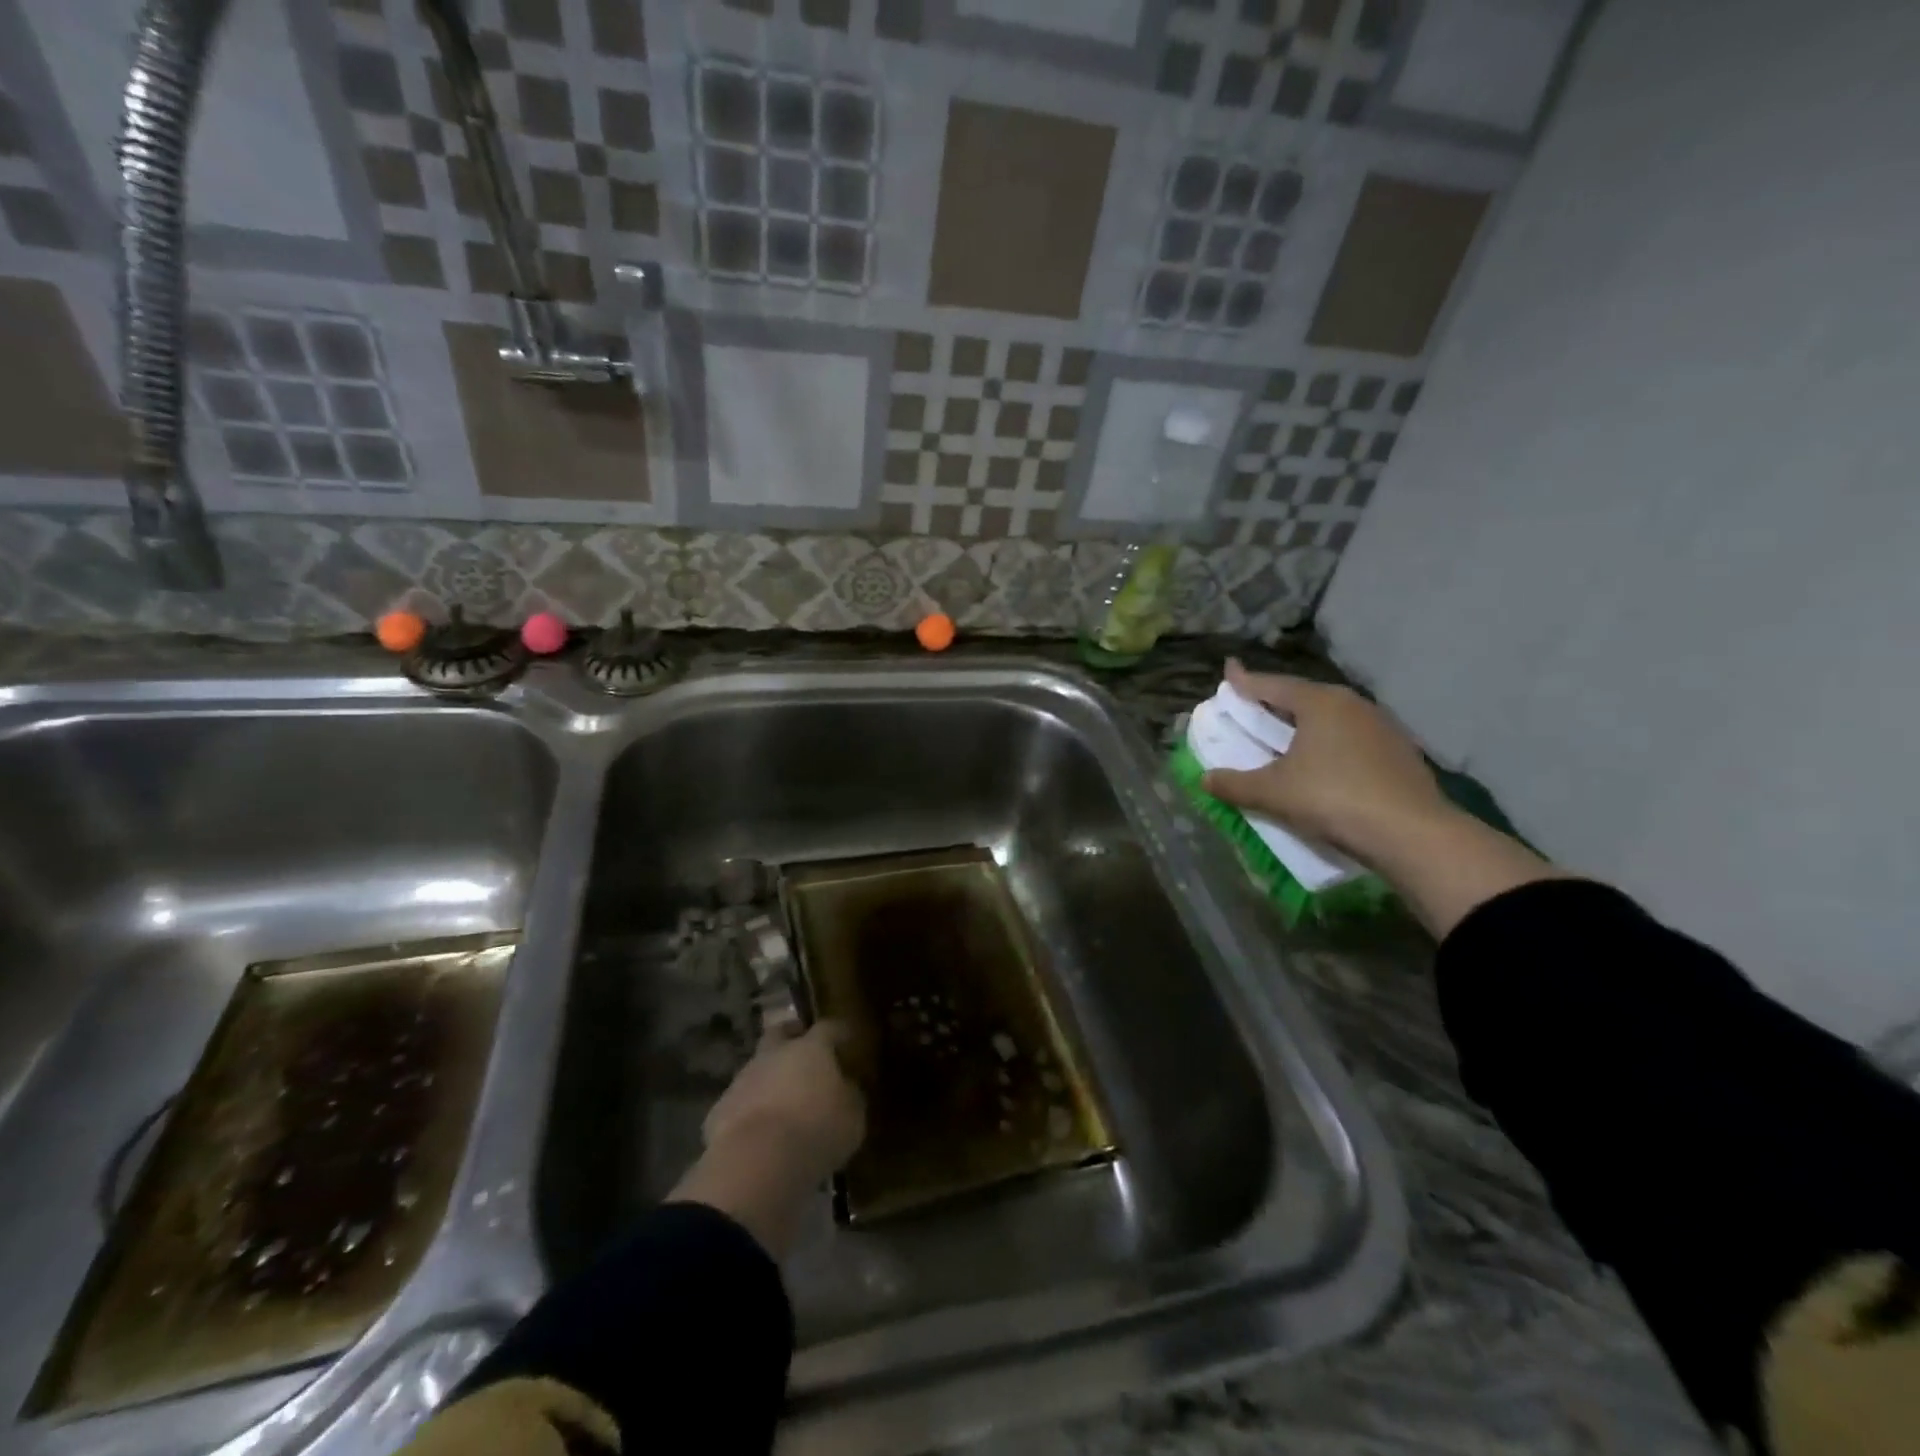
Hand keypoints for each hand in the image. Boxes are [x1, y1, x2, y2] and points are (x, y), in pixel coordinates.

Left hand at [703, 1020, 865, 1184]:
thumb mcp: (852, 1117)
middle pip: (781, 1032)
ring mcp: (743, 1079)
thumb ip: (850, 1096)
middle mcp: (774, 1054)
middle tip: (805, 1053)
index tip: (847, 1039)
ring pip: (758, 1068)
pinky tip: (759, 1132)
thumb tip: (847, 1088)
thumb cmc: (816, 1132)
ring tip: (783, 1102)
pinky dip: (750, 1110)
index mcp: (810, 1048)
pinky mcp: (720, 1110)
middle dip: (791, 1038)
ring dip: (769, 1078)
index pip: (828, 1028)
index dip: (839, 1033)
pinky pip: (740, 1103)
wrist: (755, 1163)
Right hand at [1202, 659, 1452, 863]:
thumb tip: (1205, 779)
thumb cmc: (1334, 798)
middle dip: (1275, 702)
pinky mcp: (1399, 751)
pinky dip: (1329, 744)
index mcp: (1320, 702)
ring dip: (1305, 724)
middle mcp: (1352, 704)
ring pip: (1331, 717)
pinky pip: (1351, 738)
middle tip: (1253, 708)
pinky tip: (1324, 764)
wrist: (1412, 833)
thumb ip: (1235, 784)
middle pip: (1303, 697)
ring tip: (1286, 738)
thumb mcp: (1274, 793)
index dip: (1245, 681)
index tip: (1228, 670)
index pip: (1272, 685)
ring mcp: (1381, 726)